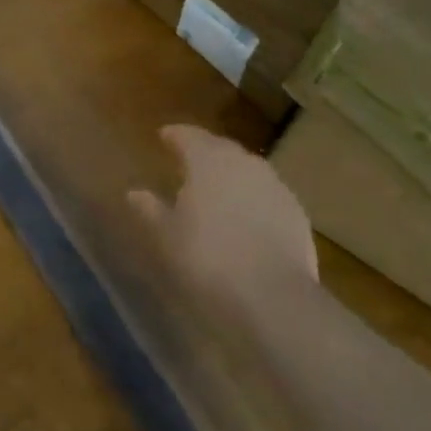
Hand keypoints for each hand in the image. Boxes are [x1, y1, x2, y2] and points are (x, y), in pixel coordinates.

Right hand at [129, 125, 316, 305]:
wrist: (272, 296)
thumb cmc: (207, 257)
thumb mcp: (167, 235)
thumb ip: (151, 209)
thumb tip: (135, 193)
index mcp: (208, 161)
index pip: (189, 136)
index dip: (175, 135)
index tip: (163, 136)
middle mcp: (244, 163)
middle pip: (221, 148)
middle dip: (203, 150)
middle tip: (186, 160)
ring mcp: (275, 186)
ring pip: (247, 169)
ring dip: (229, 173)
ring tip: (214, 188)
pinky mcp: (296, 212)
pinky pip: (266, 193)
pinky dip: (251, 196)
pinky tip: (243, 215)